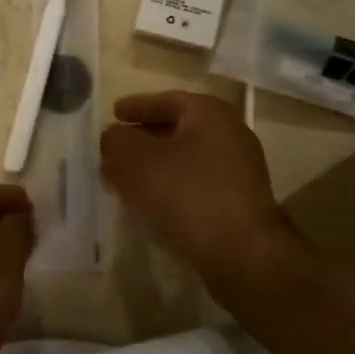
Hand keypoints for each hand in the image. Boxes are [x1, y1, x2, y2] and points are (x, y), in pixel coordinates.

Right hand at [101, 91, 301, 300]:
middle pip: (177, 128)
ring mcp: (238, 169)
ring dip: (154, 165)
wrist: (242, 253)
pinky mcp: (238, 200)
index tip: (113, 114)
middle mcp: (229, 133)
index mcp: (209, 113)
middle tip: (115, 148)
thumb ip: (118, 141)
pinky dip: (170, 184)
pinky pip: (195, 182)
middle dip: (142, 138)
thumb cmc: (188, 193)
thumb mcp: (139, 161)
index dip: (136, 106)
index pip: (166, 100)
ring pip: (185, 157)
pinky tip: (150, 201)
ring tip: (125, 177)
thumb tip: (112, 136)